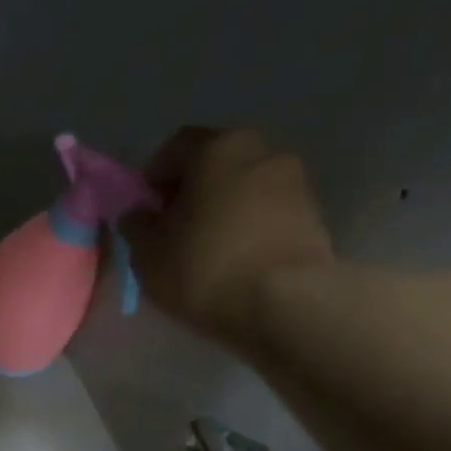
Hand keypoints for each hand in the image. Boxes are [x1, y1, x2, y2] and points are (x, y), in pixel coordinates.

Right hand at [122, 127, 334, 345]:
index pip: (174, 148)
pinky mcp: (314, 215)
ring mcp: (295, 182)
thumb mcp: (148, 254)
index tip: (145, 211)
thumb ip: (137, 227)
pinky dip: (249, 228)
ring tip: (207, 250)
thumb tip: (137, 214)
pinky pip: (268, 213)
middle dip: (192, 191)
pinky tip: (236, 261)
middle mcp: (261, 151)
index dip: (153, 178)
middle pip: (215, 163)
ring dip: (224, 209)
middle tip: (174, 229)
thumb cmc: (205, 269)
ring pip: (244, 188)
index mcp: (216, 148)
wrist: (285, 303)